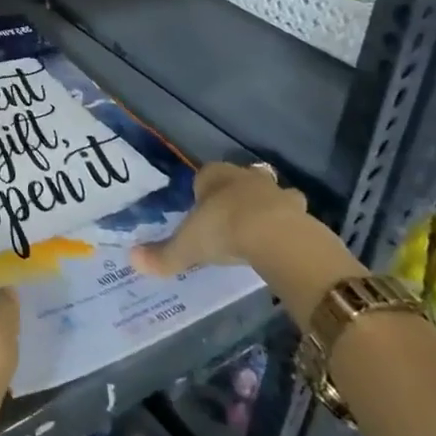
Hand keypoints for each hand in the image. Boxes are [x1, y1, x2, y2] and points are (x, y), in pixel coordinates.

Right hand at [131, 163, 363, 325]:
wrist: (277, 237)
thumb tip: (132, 260)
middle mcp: (246, 177)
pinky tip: (282, 245)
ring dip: (267, 207)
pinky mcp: (302, 213)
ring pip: (271, 193)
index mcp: (215, 176)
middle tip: (230, 219)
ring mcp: (278, 192)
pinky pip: (293, 216)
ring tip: (260, 231)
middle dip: (236, 194)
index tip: (201, 210)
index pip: (206, 175)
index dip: (203, 191)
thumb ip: (162, 255)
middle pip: (240, 179)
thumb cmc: (223, 230)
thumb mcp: (187, 246)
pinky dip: (288, 227)